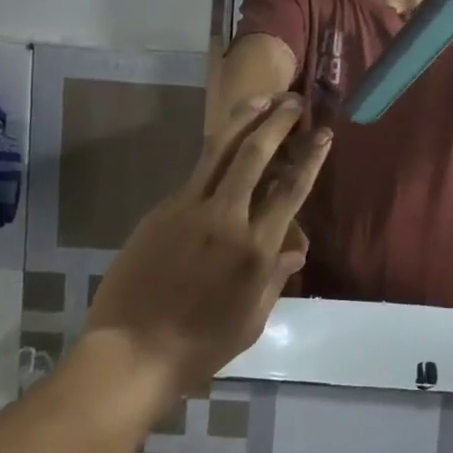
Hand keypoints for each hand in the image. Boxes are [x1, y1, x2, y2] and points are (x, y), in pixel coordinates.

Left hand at [85, 95, 329, 395]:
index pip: (290, 190)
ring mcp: (188, 210)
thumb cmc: (199, 346)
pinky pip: (195, 174)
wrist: (130, 354)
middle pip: (255, 154)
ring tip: (261, 98)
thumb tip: (294, 247)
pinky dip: (215, 152)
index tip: (322, 133)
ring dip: (243, 119)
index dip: (310, 157)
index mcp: (255, 250)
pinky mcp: (161, 211)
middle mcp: (225, 219)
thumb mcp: (252, 320)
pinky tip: (226, 144)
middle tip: (293, 101)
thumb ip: (275, 277)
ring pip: (219, 150)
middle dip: (278, 122)